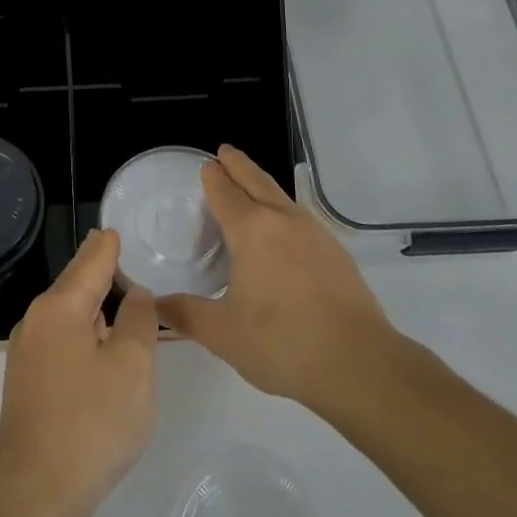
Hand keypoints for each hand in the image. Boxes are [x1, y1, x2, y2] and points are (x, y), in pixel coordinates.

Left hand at [0, 229, 157, 516]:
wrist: (35, 495)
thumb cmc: (92, 422)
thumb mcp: (133, 366)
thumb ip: (139, 321)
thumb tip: (135, 295)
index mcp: (59, 307)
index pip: (91, 260)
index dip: (109, 244)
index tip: (118, 228)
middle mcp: (36, 321)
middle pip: (75, 284)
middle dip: (99, 269)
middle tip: (124, 254)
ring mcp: (27, 354)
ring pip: (67, 314)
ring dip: (92, 304)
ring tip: (120, 295)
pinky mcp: (27, 383)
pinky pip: (61, 340)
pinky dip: (83, 331)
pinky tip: (100, 344)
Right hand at [158, 146, 403, 409]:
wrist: (359, 364)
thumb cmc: (282, 343)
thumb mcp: (223, 333)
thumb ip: (186, 314)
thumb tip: (157, 304)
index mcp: (252, 231)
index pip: (226, 193)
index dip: (214, 178)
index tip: (207, 164)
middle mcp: (284, 221)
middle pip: (257, 182)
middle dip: (239, 165)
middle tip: (225, 152)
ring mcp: (316, 235)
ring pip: (283, 197)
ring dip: (263, 185)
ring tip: (252, 187)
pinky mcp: (337, 254)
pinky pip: (301, 218)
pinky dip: (284, 211)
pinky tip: (285, 231)